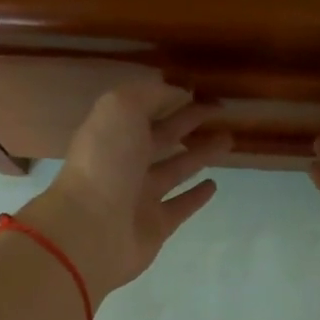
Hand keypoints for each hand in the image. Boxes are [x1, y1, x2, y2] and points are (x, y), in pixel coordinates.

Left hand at [18, 81, 231, 303]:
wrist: (91, 230)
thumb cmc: (105, 163)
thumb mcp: (121, 109)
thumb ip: (150, 95)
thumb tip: (177, 91)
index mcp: (113, 133)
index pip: (146, 109)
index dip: (172, 97)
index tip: (202, 90)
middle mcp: (125, 163)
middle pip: (162, 137)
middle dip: (188, 123)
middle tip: (221, 112)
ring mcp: (140, 197)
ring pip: (175, 170)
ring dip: (199, 155)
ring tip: (227, 141)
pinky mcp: (156, 226)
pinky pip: (180, 206)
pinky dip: (196, 196)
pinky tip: (214, 185)